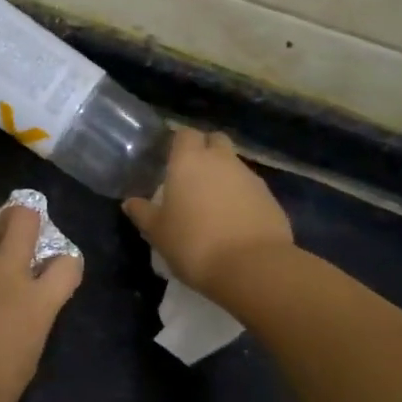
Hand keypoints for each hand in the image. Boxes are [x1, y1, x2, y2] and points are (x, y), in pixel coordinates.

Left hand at [0, 205, 83, 401]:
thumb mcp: (24, 361)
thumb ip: (26, 327)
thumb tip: (19, 317)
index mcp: (37, 303)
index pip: (67, 265)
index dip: (64, 264)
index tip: (54, 270)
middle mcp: (6, 274)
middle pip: (24, 220)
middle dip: (22, 217)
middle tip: (13, 227)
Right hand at [122, 128, 292, 297]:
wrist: (252, 267)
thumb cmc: (193, 243)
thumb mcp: (158, 232)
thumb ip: (143, 213)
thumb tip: (130, 202)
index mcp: (189, 161)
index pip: (184, 134)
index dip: (178, 144)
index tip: (170, 160)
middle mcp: (221, 161)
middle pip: (215, 141)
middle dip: (206, 151)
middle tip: (192, 177)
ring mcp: (250, 178)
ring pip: (235, 165)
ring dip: (224, 176)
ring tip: (213, 205)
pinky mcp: (271, 198)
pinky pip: (251, 189)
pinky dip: (242, 197)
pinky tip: (234, 221)